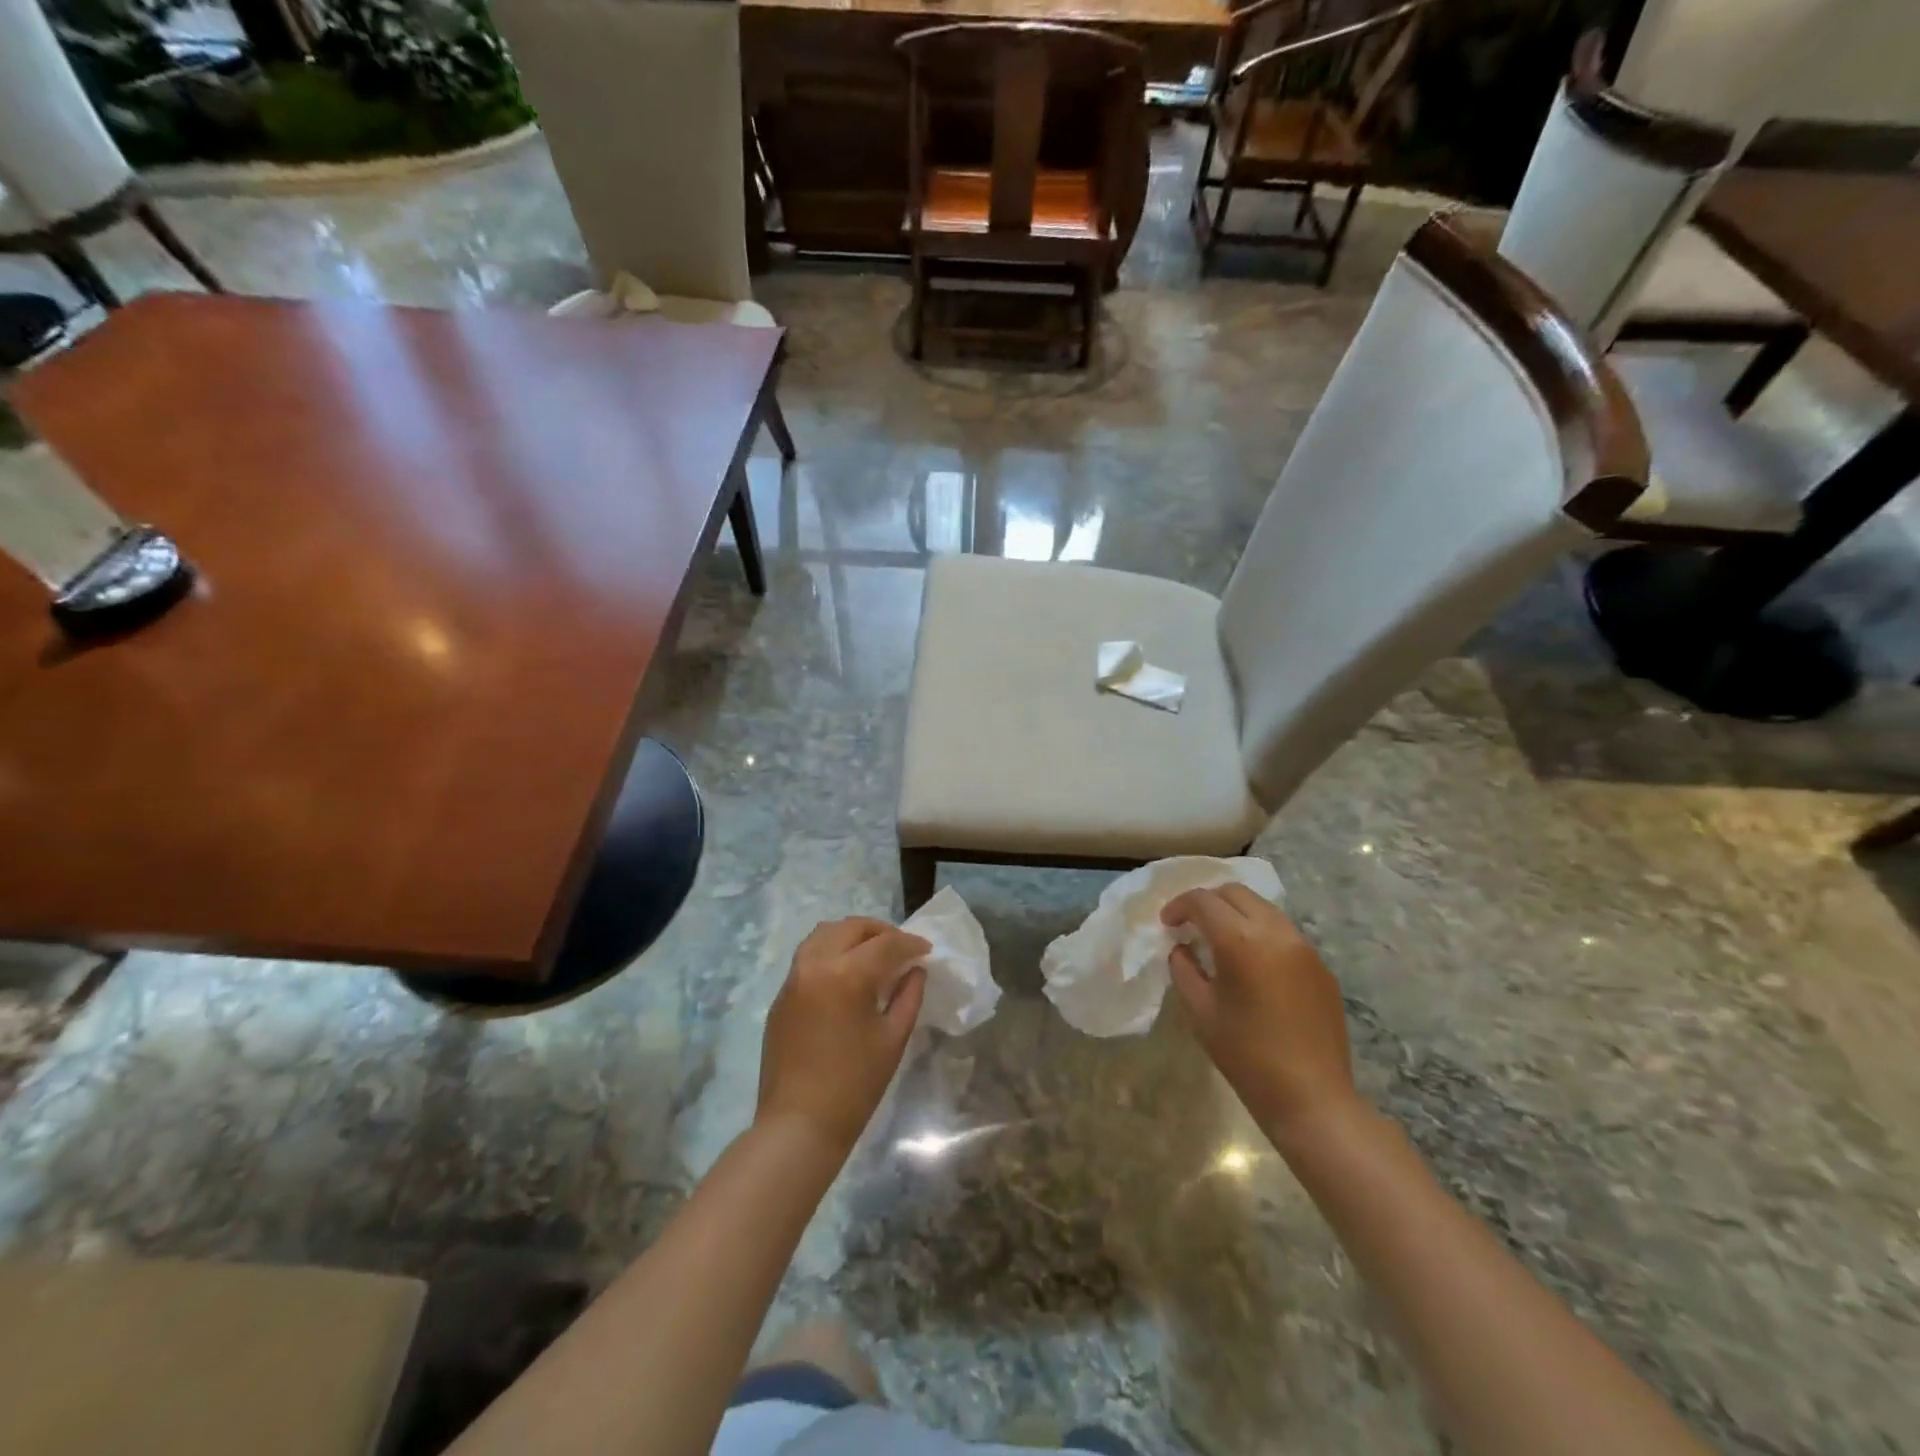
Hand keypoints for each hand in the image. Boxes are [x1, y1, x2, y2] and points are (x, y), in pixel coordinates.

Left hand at [757, 917, 928, 1157]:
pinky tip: (846, 974)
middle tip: (901, 948)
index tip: (926, 951)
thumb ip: (908, 996)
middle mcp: (816, 965)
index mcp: (847, 975)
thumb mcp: (893, 1039)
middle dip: (880, 931)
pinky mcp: (781, 995)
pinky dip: (830, 951)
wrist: (798, 1125)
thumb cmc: (854, 1086)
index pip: (886, 943)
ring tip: (872, 953)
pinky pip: (808, 956)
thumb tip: (915, 970)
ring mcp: (793, 978)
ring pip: (824, 934)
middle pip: (851, 927)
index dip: (911, 943)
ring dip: (851, 935)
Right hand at [1162, 886, 1356, 1142]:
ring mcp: (1304, 947)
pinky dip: (1260, 934)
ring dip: (1236, 914)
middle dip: (1208, 902)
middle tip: (1191, 925)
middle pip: (1236, 893)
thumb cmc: (1246, 1055)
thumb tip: (1182, 949)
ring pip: (1263, 909)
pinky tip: (1253, 966)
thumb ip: (1184, 969)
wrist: (1312, 1097)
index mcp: (1241, 941)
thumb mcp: (1200, 1011)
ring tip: (1220, 941)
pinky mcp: (1320, 966)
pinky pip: (1284, 933)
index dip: (1179, 906)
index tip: (1167, 924)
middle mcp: (1276, 932)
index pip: (1203, 901)